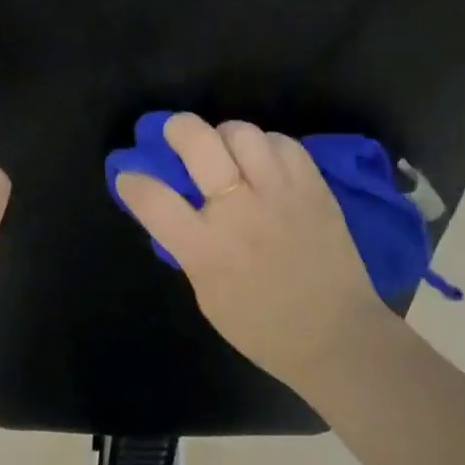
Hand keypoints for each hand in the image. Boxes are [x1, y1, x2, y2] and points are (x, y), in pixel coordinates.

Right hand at [115, 113, 384, 389]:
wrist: (335, 336)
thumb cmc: (262, 328)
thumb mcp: (207, 295)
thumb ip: (188, 248)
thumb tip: (170, 210)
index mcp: (207, 248)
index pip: (153, 198)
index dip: (132, 181)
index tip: (129, 176)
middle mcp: (240, 211)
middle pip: (198, 142)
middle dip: (177, 128)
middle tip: (175, 134)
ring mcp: (280, 193)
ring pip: (242, 132)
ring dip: (225, 135)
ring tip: (226, 149)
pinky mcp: (313, 186)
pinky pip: (283, 143)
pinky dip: (266, 145)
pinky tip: (263, 161)